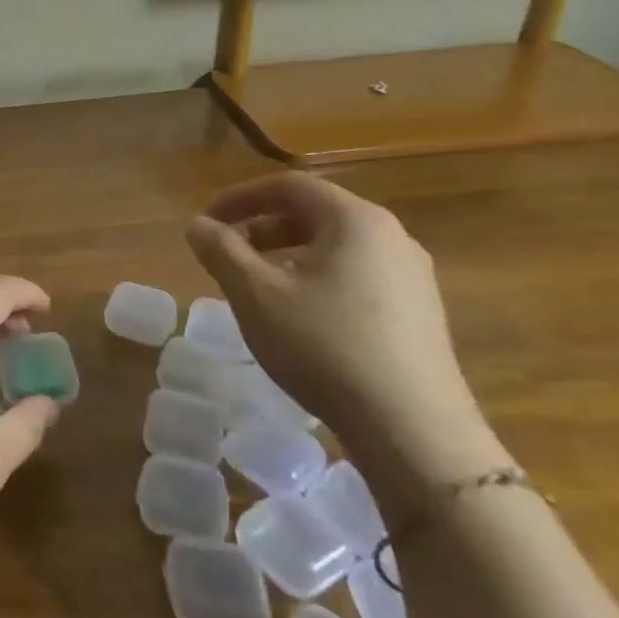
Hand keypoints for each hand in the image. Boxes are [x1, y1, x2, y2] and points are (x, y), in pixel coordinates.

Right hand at [184, 173, 475, 447]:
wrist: (413, 430)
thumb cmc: (324, 346)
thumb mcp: (255, 294)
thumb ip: (221, 251)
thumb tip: (198, 225)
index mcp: (356, 221)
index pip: (290, 186)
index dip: (241, 197)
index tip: (208, 221)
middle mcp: (392, 237)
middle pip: (315, 213)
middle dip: (262, 226)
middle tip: (226, 251)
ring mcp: (413, 277)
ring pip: (336, 247)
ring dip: (287, 254)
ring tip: (257, 284)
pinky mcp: (420, 314)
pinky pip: (357, 276)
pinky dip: (317, 278)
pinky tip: (299, 316)